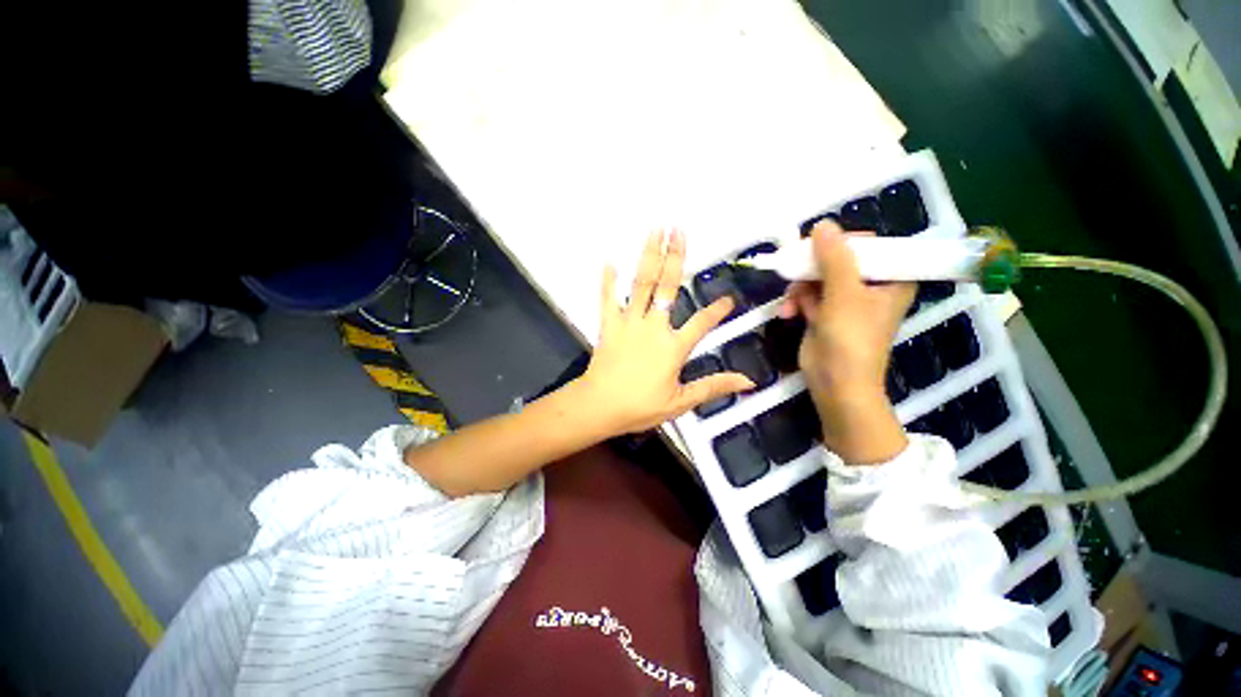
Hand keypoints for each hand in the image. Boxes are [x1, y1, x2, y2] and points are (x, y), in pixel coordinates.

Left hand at [578, 230, 754, 434]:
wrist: (600, 406)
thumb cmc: (640, 406)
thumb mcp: (681, 402)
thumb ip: (713, 387)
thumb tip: (748, 382)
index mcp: (673, 346)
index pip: (702, 323)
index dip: (717, 311)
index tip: (729, 299)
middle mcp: (653, 326)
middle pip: (667, 286)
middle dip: (675, 257)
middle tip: (679, 230)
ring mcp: (629, 322)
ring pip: (640, 283)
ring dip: (648, 256)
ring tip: (654, 231)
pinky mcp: (608, 325)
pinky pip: (607, 299)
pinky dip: (608, 280)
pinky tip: (609, 261)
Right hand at [778, 221, 915, 463]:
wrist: (835, 383)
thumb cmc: (851, 339)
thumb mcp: (844, 294)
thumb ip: (834, 258)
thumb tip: (822, 224)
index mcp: (891, 279)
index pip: (873, 246)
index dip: (846, 242)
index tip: (821, 246)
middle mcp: (869, 287)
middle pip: (839, 260)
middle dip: (813, 267)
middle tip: (796, 267)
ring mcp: (844, 301)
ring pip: (818, 277)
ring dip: (800, 287)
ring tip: (790, 302)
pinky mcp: (823, 314)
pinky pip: (807, 296)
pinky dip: (795, 302)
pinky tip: (786, 312)